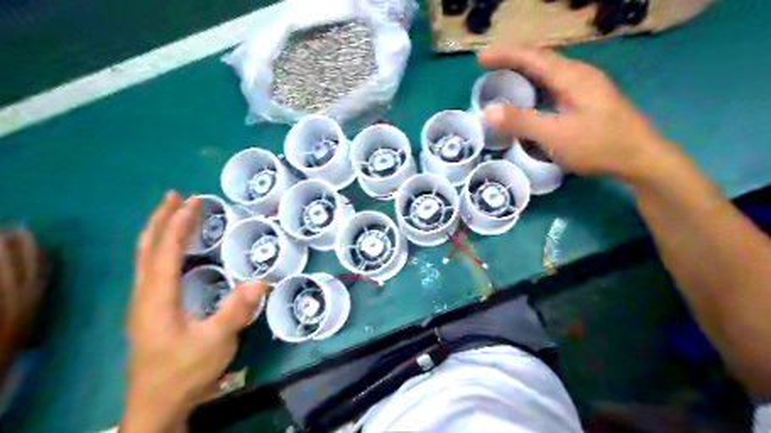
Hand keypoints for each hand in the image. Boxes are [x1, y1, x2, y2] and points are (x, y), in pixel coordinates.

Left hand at [120, 193, 264, 432]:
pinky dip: (162, 249)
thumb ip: (236, 310)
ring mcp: (143, 303)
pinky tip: (175, 251)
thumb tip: (261, 281)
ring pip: (145, 258)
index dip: (178, 223)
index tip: (193, 201)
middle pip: (146, 248)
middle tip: (177, 197)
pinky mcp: (149, 311)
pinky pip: (152, 269)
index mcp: (157, 298)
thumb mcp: (215, 342)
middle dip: (161, 219)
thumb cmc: (183, 372)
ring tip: (175, 215)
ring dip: (159, 232)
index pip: (164, 251)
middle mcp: (144, 295)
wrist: (156, 405)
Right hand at [479, 47, 675, 180]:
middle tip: (489, 67)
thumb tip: (487, 112)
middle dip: (513, 60)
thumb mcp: (555, 135)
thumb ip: (521, 122)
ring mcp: (586, 87)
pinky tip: (530, 98)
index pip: (532, 57)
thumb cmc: (598, 145)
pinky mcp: (588, 100)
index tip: (480, 59)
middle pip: (541, 59)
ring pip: (549, 72)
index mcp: (571, 77)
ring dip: (524, 72)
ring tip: (504, 79)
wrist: (640, 158)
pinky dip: (535, 86)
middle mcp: (579, 75)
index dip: (505, 55)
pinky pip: (555, 85)